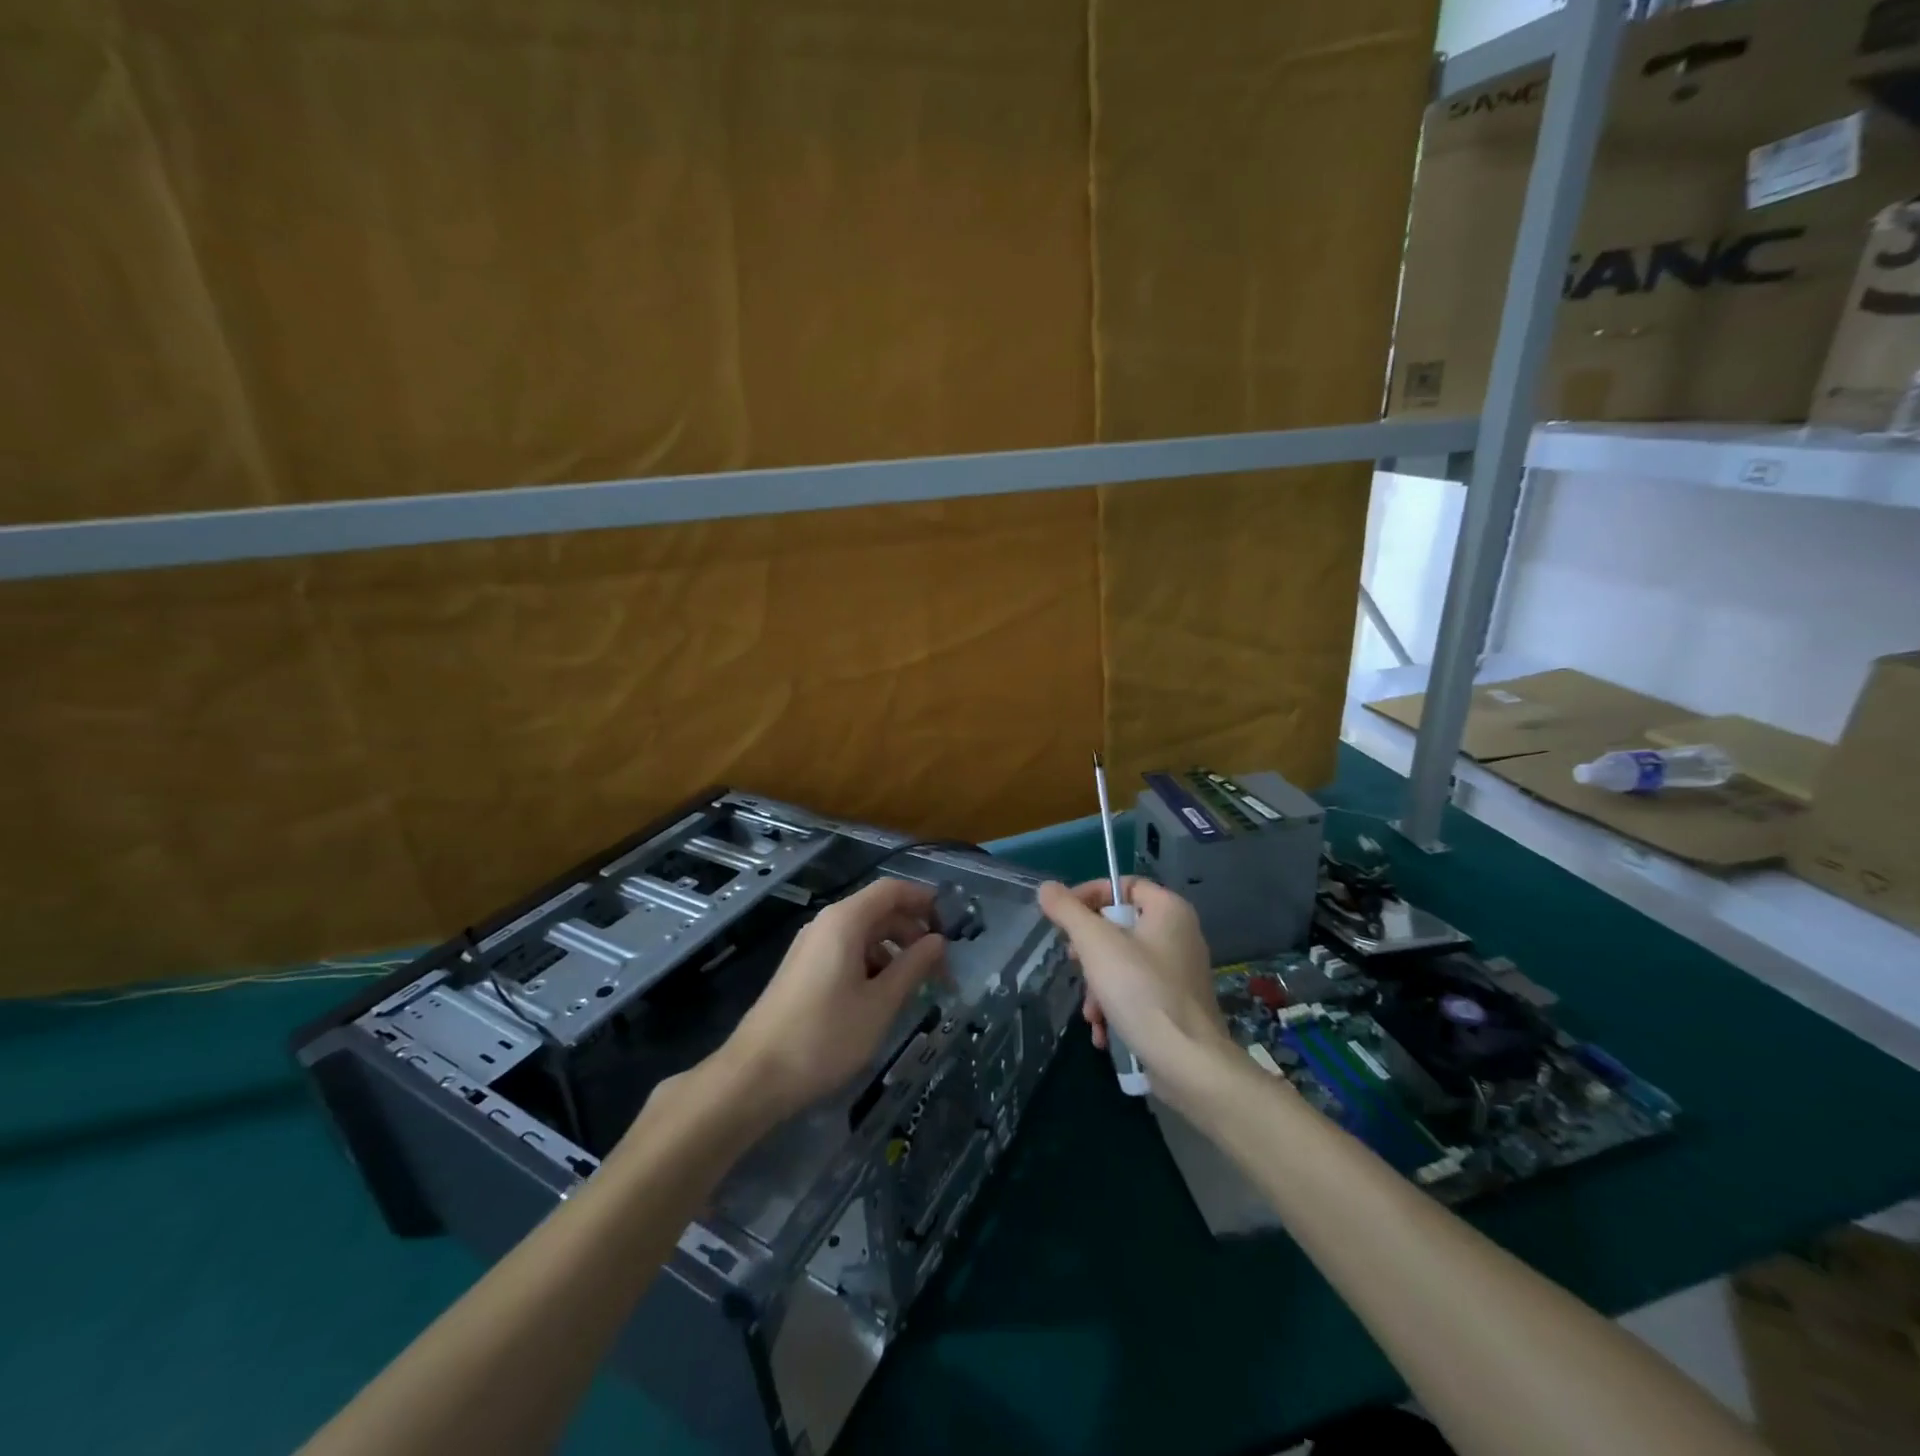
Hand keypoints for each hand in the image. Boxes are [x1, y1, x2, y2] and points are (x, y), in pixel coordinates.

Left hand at [716, 877, 945, 1127]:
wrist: (755, 1076)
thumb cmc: (825, 1036)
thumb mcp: (880, 1003)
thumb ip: (913, 966)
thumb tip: (939, 942)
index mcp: (845, 921)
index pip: (891, 890)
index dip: (923, 899)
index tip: (952, 923)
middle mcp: (825, 924)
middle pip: (878, 911)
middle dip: (913, 932)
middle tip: (941, 967)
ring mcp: (810, 947)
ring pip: (862, 935)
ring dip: (894, 951)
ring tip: (916, 986)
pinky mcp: (803, 971)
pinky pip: (846, 953)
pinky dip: (872, 965)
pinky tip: (882, 997)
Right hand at [1036, 878, 1233, 1093]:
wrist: (1188, 1063)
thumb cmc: (1141, 991)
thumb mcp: (1096, 944)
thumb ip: (1068, 911)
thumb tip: (1046, 888)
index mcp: (1169, 910)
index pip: (1123, 885)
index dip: (1090, 895)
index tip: (1063, 917)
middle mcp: (1180, 934)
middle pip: (1120, 926)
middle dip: (1090, 951)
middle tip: (1074, 964)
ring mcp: (1180, 972)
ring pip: (1124, 963)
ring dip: (1098, 987)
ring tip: (1091, 1012)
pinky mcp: (1177, 1004)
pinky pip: (1138, 991)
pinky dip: (1116, 1006)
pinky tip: (1103, 1030)